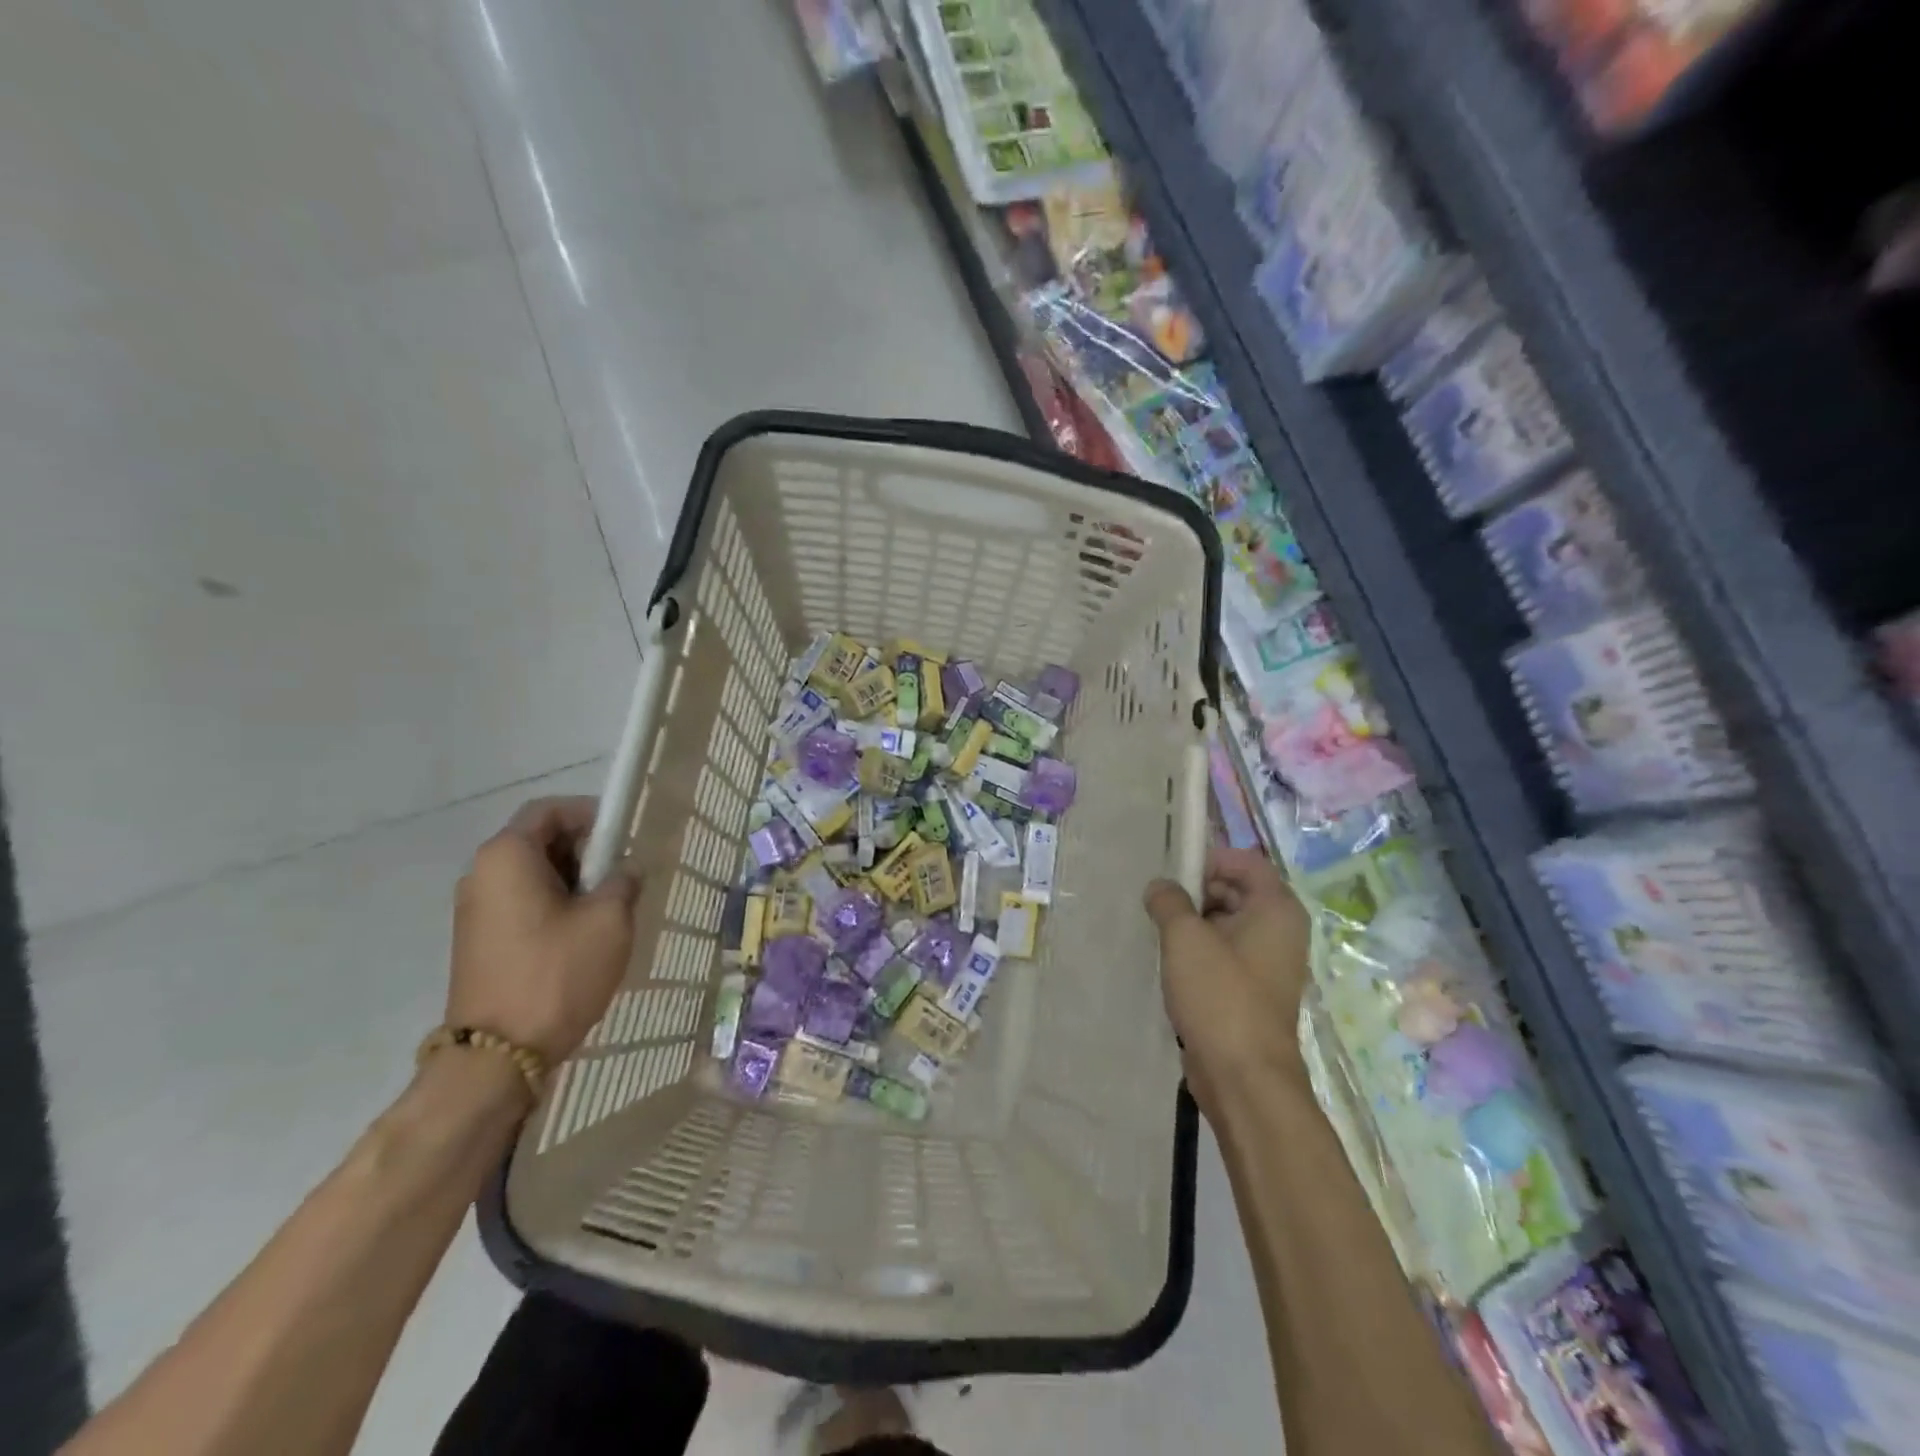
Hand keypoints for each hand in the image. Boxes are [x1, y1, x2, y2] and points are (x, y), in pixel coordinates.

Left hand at [448, 797, 640, 1064]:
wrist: (497, 1057)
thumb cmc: (556, 974)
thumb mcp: (609, 920)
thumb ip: (624, 880)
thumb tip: (626, 869)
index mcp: (507, 856)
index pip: (549, 810)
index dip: (590, 814)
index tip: (624, 836)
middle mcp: (481, 874)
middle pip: (539, 839)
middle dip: (585, 849)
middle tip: (623, 873)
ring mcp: (475, 910)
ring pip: (533, 874)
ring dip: (573, 880)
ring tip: (609, 906)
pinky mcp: (478, 940)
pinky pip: (521, 902)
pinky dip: (554, 904)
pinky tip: (583, 933)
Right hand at [1145, 846, 1312, 1105]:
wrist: (1244, 1078)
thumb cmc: (1220, 996)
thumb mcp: (1185, 937)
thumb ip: (1168, 901)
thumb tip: (1160, 887)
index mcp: (1276, 909)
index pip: (1245, 861)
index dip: (1208, 859)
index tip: (1172, 875)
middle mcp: (1279, 931)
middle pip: (1234, 890)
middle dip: (1194, 892)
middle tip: (1157, 904)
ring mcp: (1267, 963)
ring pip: (1225, 924)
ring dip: (1192, 924)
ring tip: (1157, 932)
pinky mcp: (1251, 990)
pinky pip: (1222, 955)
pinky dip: (1198, 952)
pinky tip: (1168, 962)